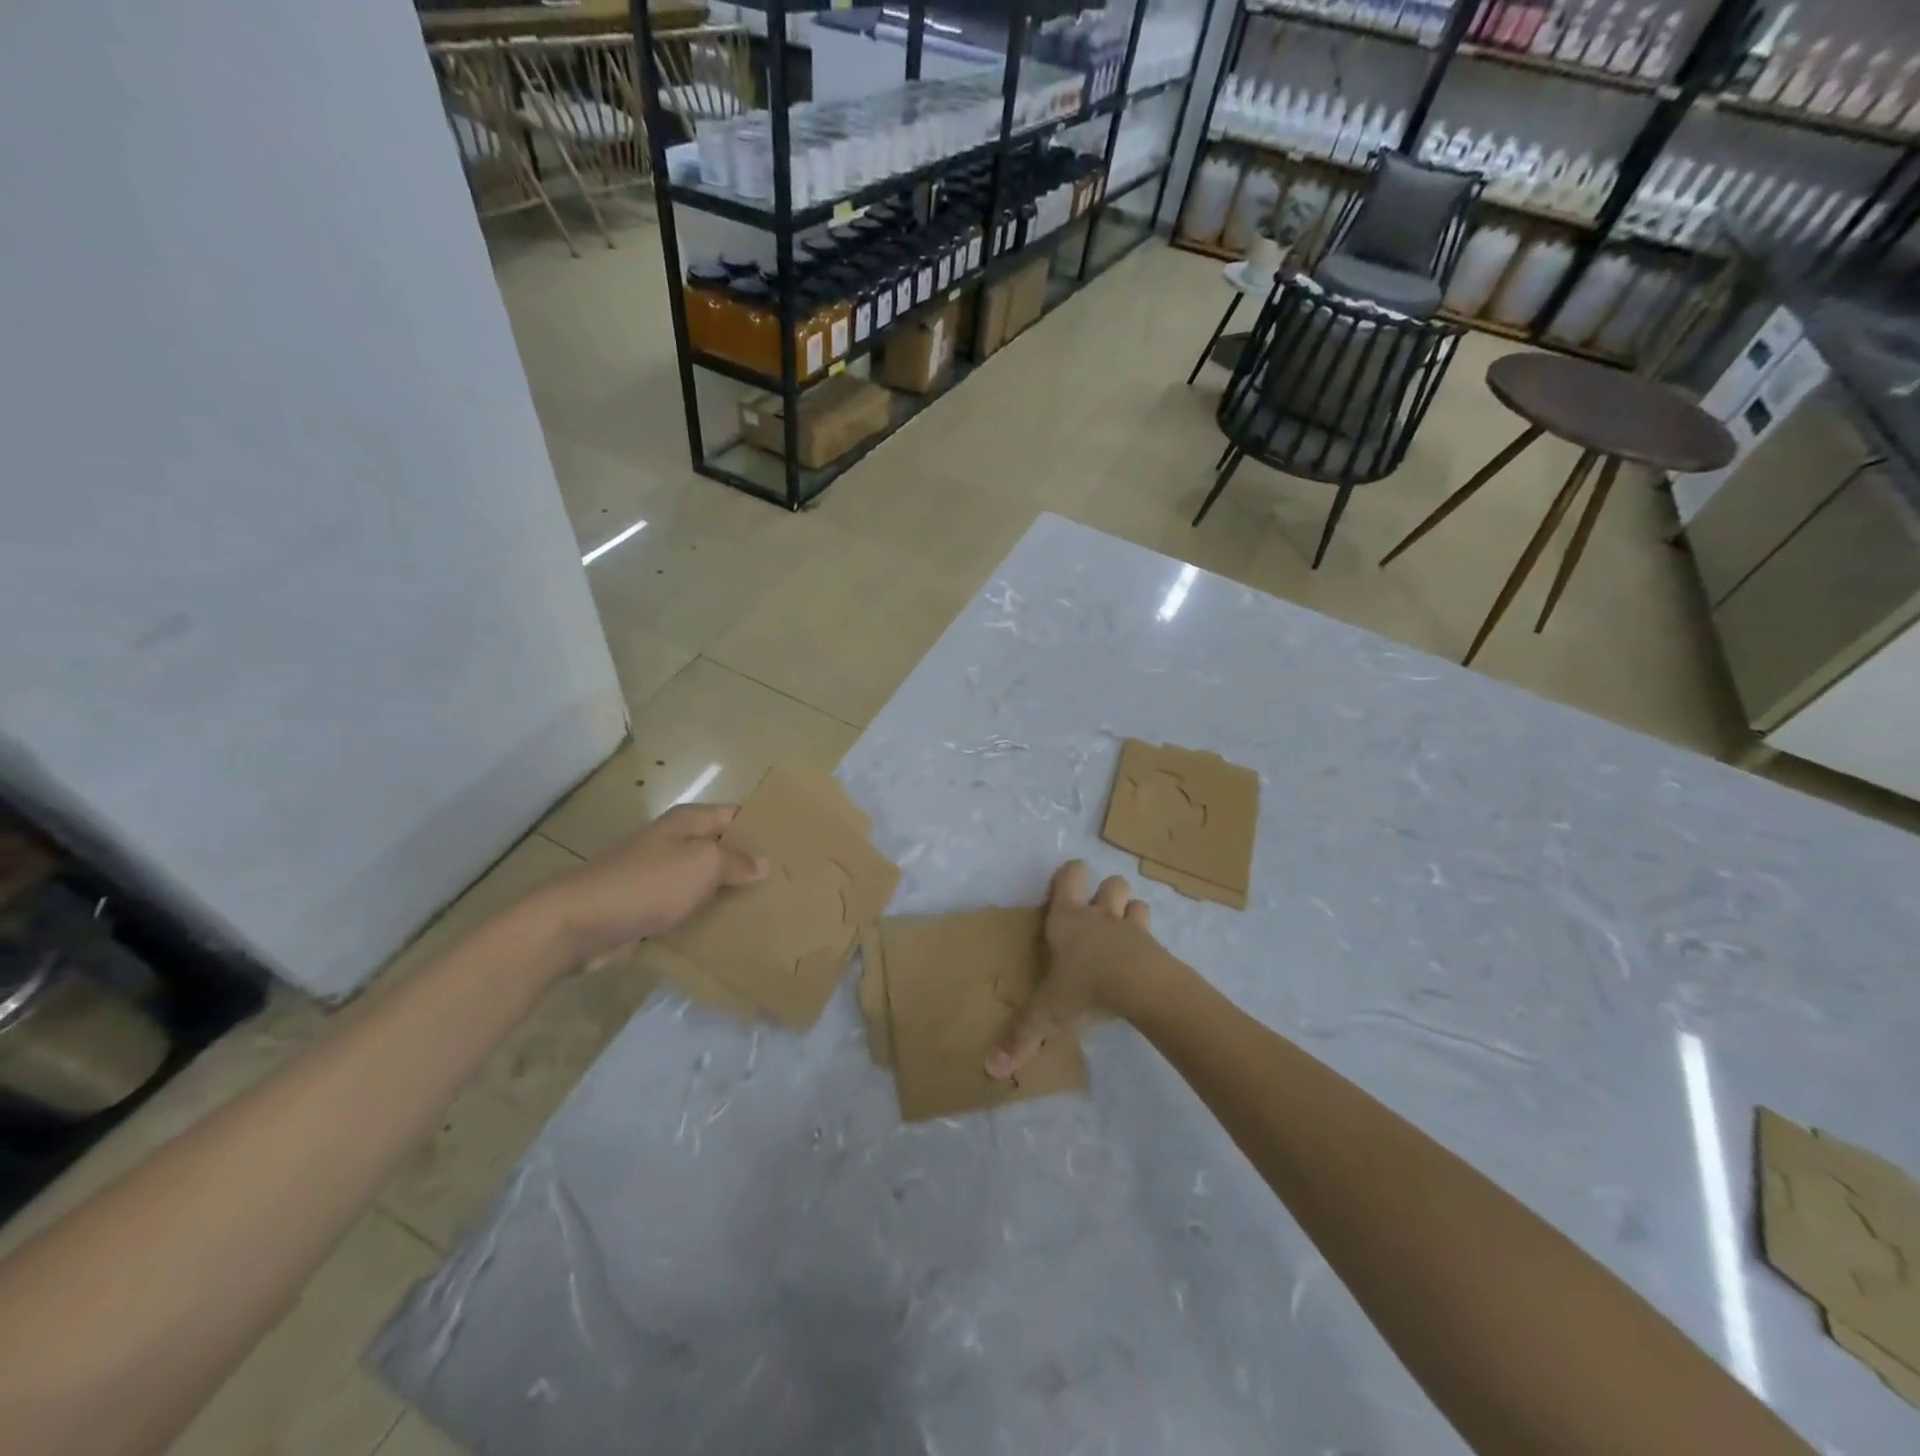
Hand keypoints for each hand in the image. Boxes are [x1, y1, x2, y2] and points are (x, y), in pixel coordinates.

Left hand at [542, 803, 767, 961]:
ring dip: (729, 892)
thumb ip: (736, 861)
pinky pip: (687, 905)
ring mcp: (660, 873)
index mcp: (689, 821)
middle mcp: (675, 841)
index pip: (738, 815)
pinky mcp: (648, 904)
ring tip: (768, 909)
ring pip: (706, 879)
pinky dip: (706, 914)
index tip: (796, 847)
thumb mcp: (703, 864)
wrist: (579, 923)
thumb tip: (763, 862)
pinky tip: (729, 931)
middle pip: (723, 847)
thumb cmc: (648, 884)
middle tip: (789, 883)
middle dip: (751, 863)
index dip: (764, 828)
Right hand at [987, 860, 1173, 1078]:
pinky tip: (1142, 961)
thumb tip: (990, 1068)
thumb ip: (1021, 1036)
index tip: (1063, 890)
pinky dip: (1147, 942)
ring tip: (1122, 934)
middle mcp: (1100, 915)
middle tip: (1097, 916)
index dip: (1069, 876)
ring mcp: (1131, 928)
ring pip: (1135, 902)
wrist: (1139, 986)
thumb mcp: (1047, 1013)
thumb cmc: (1085, 986)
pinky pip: (1152, 934)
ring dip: (1130, 913)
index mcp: (1068, 919)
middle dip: (1106, 893)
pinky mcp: (1155, 946)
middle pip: (1110, 883)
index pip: (1070, 876)